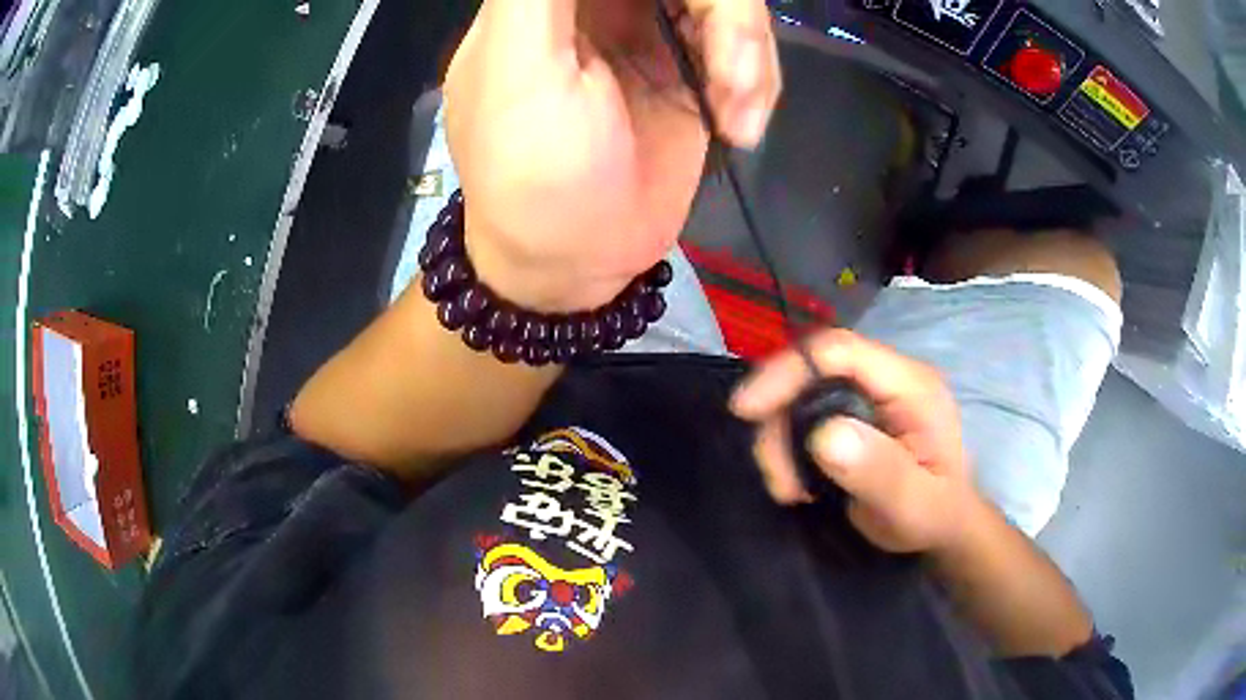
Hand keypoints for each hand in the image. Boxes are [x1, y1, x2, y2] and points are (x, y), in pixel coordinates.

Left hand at [443, 0, 781, 310]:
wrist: (575, 264)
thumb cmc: (533, 176)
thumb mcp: (521, 73)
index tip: (693, 14)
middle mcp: (603, 2)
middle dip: (727, 16)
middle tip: (731, 77)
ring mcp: (653, 28)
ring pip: (727, 4)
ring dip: (748, 54)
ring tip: (739, 116)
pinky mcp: (693, 66)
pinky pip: (745, 45)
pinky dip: (756, 81)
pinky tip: (741, 126)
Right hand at [731, 330, 980, 553]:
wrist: (944, 525)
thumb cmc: (936, 516)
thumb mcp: (913, 506)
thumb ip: (879, 472)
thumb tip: (824, 435)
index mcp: (911, 385)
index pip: (840, 351)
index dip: (788, 371)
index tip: (746, 411)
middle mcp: (887, 378)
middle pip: (812, 370)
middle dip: (779, 418)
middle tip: (777, 478)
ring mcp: (869, 393)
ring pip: (802, 393)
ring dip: (780, 439)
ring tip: (788, 489)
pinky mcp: (854, 412)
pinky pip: (806, 413)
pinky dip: (788, 445)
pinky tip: (796, 481)